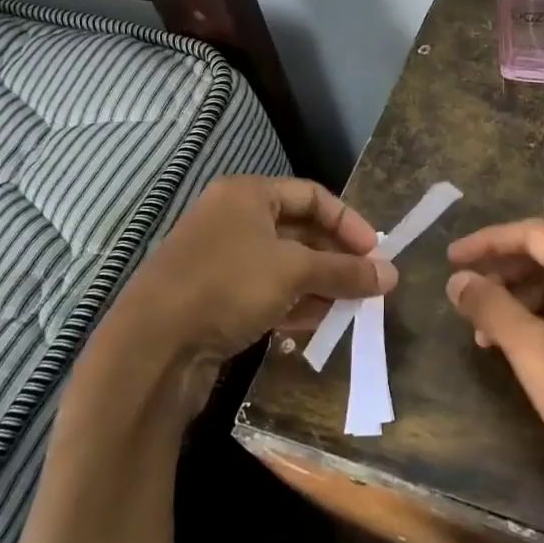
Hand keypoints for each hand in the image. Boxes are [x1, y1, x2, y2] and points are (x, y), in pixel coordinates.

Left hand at [82, 177, 395, 427]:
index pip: (313, 196)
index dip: (349, 222)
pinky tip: (316, 324)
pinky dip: (293, 303)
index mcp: (247, 195)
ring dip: (319, 284)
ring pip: (284, 265)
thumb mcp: (295, 273)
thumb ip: (345, 271)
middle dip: (336, 258)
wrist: (152, 348)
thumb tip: (391, 275)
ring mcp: (220, 259)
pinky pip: (265, 291)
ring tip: (349, 308)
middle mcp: (232, 219)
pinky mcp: (214, 296)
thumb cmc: (228, 287)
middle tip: (367, 284)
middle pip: (299, 231)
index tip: (375, 253)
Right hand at [446, 219, 543, 542]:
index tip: (450, 259)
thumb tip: (457, 280)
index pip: (535, 234)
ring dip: (518, 300)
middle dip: (502, 273)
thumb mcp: (532, 350)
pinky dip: (542, 319)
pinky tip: (517, 346)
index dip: (488, 242)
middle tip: (464, 296)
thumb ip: (491, 307)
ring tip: (483, 332)